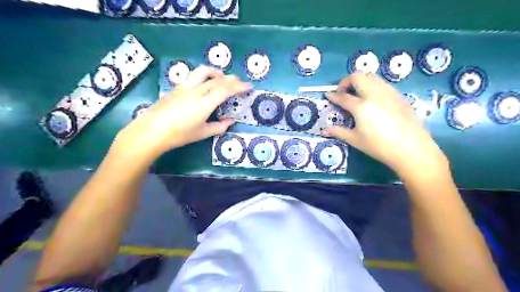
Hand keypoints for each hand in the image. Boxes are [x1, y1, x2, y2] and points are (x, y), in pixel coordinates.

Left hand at [114, 65, 251, 159]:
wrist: (151, 131)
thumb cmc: (179, 135)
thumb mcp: (202, 133)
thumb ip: (219, 126)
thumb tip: (230, 121)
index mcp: (204, 103)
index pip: (225, 89)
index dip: (239, 86)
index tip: (249, 86)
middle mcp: (196, 91)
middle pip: (218, 79)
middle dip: (232, 79)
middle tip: (240, 83)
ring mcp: (185, 86)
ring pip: (204, 72)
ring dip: (217, 73)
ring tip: (222, 79)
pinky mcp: (177, 87)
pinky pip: (195, 75)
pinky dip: (205, 75)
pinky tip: (205, 83)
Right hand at [324, 73, 446, 177]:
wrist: (411, 148)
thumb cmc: (379, 146)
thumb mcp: (355, 140)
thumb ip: (338, 132)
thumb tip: (323, 131)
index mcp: (361, 106)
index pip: (343, 97)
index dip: (333, 96)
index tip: (328, 95)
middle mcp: (374, 94)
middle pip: (358, 77)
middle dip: (346, 81)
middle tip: (343, 93)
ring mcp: (388, 93)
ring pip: (372, 77)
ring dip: (360, 81)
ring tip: (357, 93)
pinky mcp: (399, 95)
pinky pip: (382, 83)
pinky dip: (372, 85)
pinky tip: (373, 98)